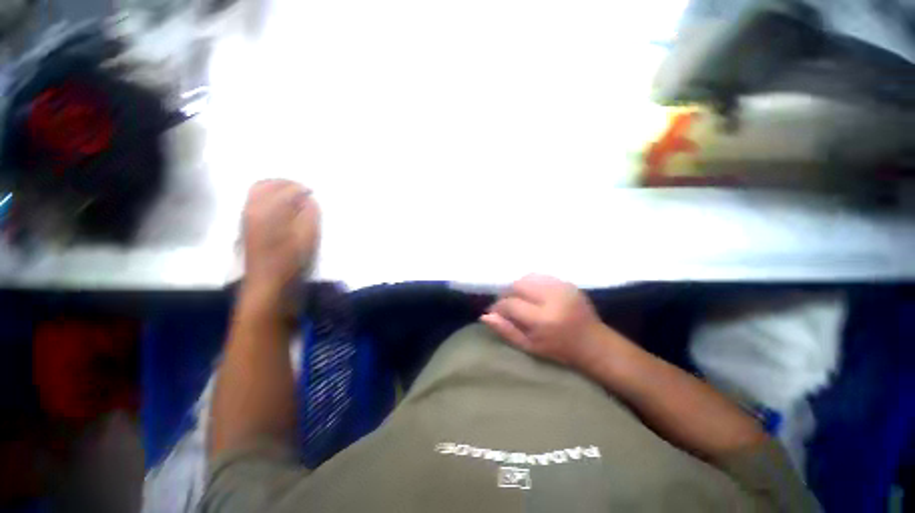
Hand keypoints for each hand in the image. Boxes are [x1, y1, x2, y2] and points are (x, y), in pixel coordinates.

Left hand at [242, 180, 319, 293]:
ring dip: (275, 189)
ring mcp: (246, 218)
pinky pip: (255, 203)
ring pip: (257, 192)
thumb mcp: (307, 237)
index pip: (285, 188)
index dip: (301, 188)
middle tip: (302, 189)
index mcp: (268, 211)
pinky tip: (282, 209)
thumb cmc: (291, 262)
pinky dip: (268, 199)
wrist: (268, 285)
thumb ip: (309, 214)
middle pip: (265, 184)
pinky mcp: (246, 227)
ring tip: (293, 197)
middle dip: (284, 183)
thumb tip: (308, 200)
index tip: (314, 192)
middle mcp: (252, 210)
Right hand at [481, 275, 610, 368]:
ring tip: (520, 299)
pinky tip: (534, 295)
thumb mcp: (529, 347)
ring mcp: (562, 288)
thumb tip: (485, 316)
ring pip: (528, 278)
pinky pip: (541, 277)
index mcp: (543, 319)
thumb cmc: (559, 350)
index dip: (499, 307)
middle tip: (508, 305)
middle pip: (518, 285)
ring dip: (519, 287)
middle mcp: (552, 299)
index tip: (495, 312)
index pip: (510, 304)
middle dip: (508, 294)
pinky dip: (532, 284)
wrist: (594, 343)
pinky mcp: (568, 283)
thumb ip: (506, 331)